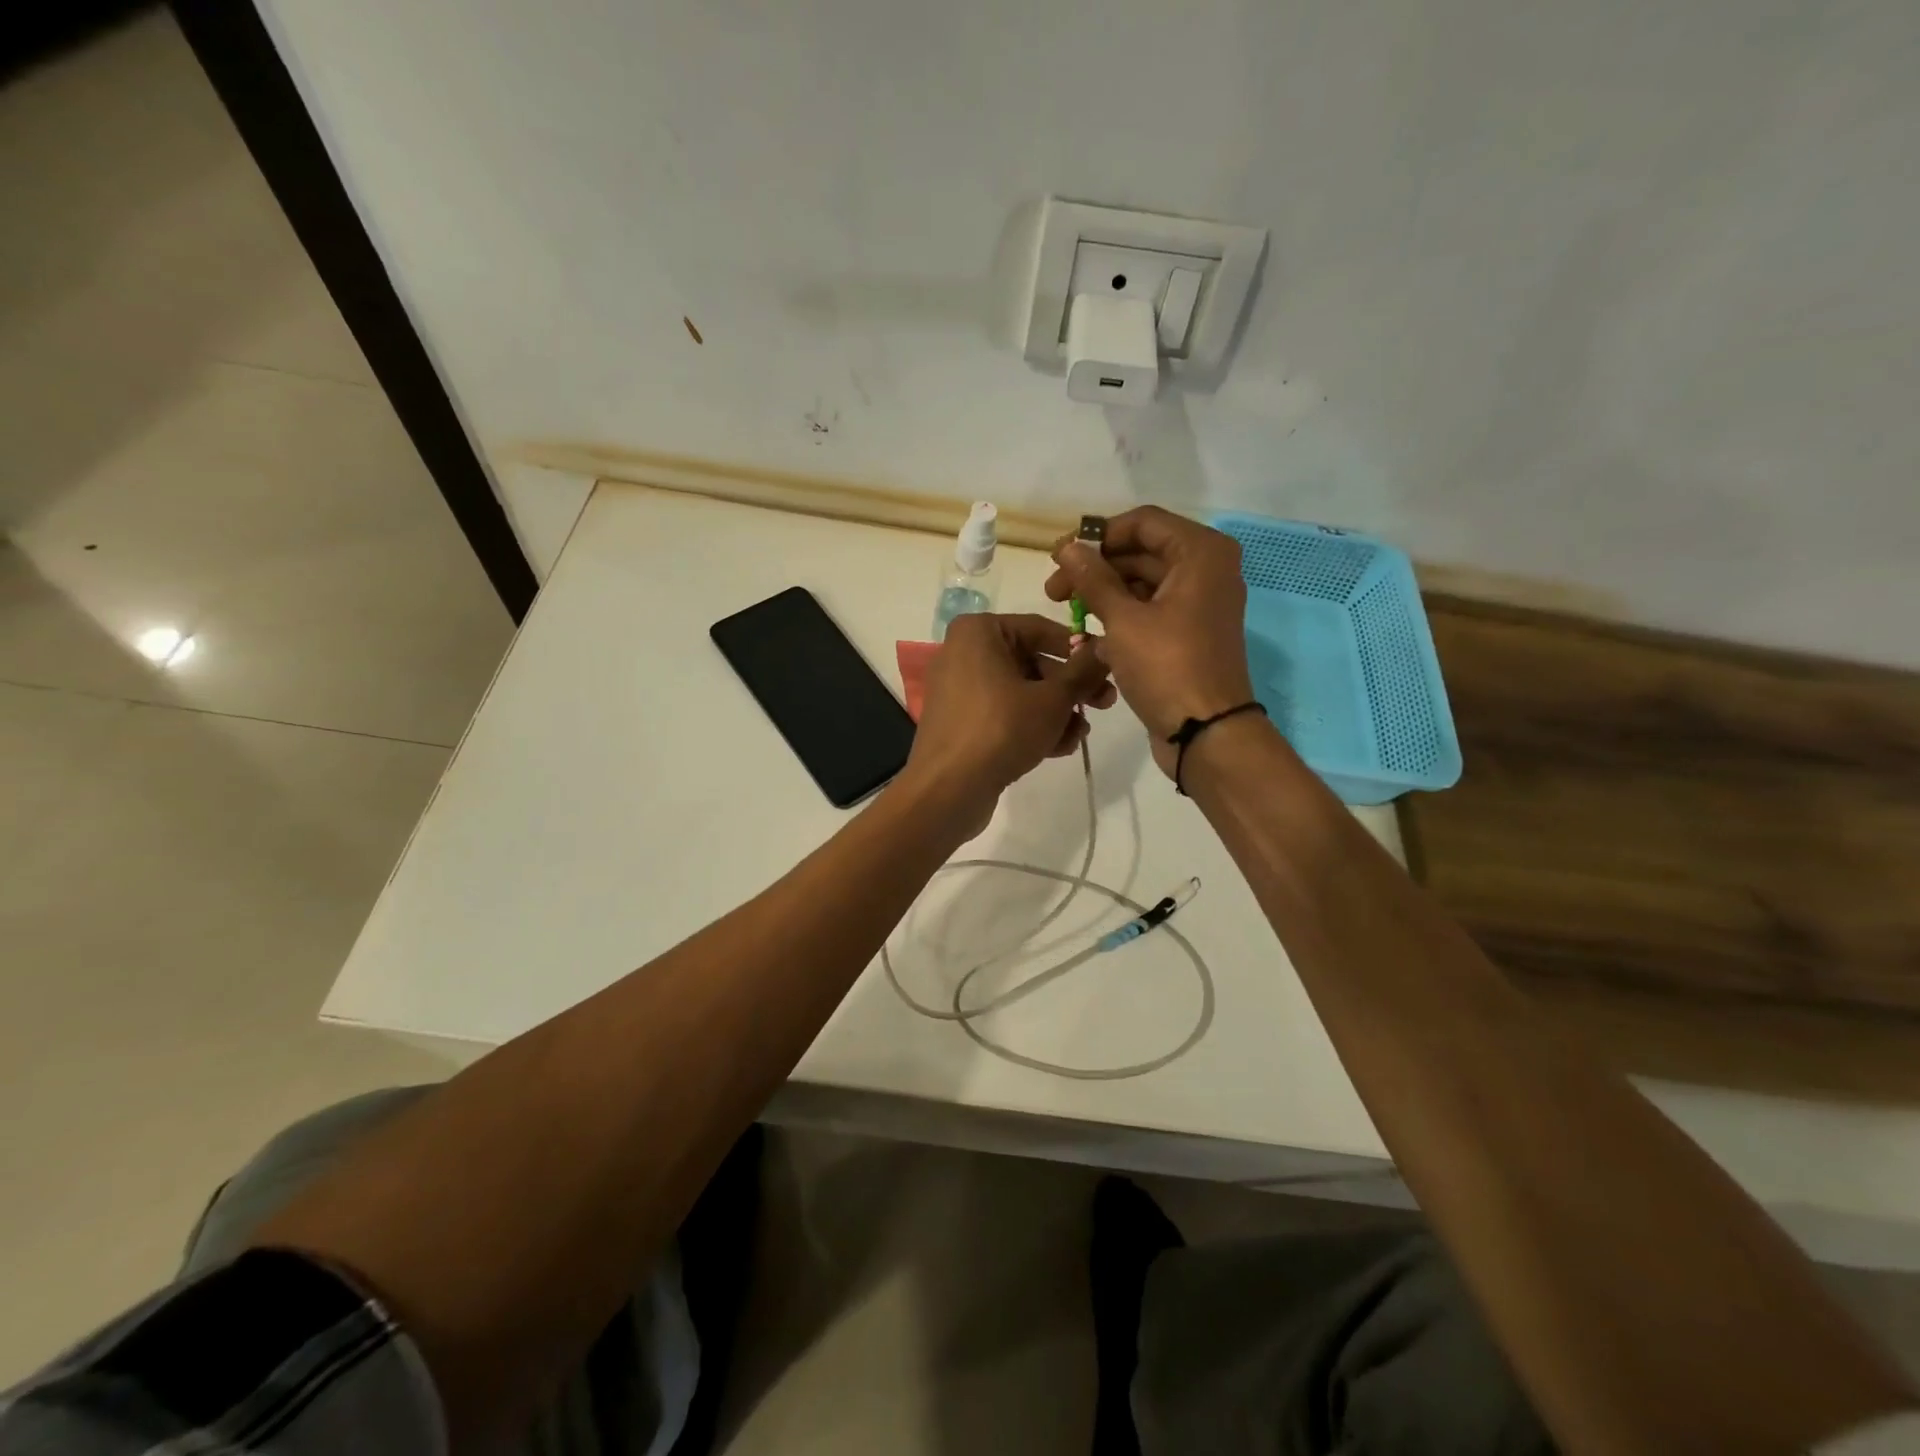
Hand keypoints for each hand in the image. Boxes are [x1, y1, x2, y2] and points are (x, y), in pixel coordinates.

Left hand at [899, 613, 1114, 831]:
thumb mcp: (1053, 698)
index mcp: (979, 632)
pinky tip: (1059, 748)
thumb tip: (1104, 648)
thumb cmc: (1002, 729)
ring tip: (1080, 734)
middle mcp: (964, 653)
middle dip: (1069, 687)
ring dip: (1055, 711)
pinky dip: (1030, 725)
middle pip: (1032, 662)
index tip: (1107, 668)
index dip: (1079, 649)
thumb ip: (1083, 671)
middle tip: (1104, 704)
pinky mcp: (960, 721)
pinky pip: (1003, 713)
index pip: (1041, 629)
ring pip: (1020, 692)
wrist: (949, 788)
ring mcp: (959, 689)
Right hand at [1044, 506, 1256, 779]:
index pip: (1142, 523)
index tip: (1059, 557)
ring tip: (1066, 615)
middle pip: (1140, 553)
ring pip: (1141, 585)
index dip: (1097, 536)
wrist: (1206, 732)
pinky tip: (1086, 639)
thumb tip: (1066, 546)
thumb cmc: (1167, 666)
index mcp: (1200, 553)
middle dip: (1095, 570)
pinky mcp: (1187, 634)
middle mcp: (1205, 570)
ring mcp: (1198, 604)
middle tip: (1053, 591)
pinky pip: (1149, 613)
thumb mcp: (1123, 619)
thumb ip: (1092, 578)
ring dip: (1103, 597)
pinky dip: (1119, 620)